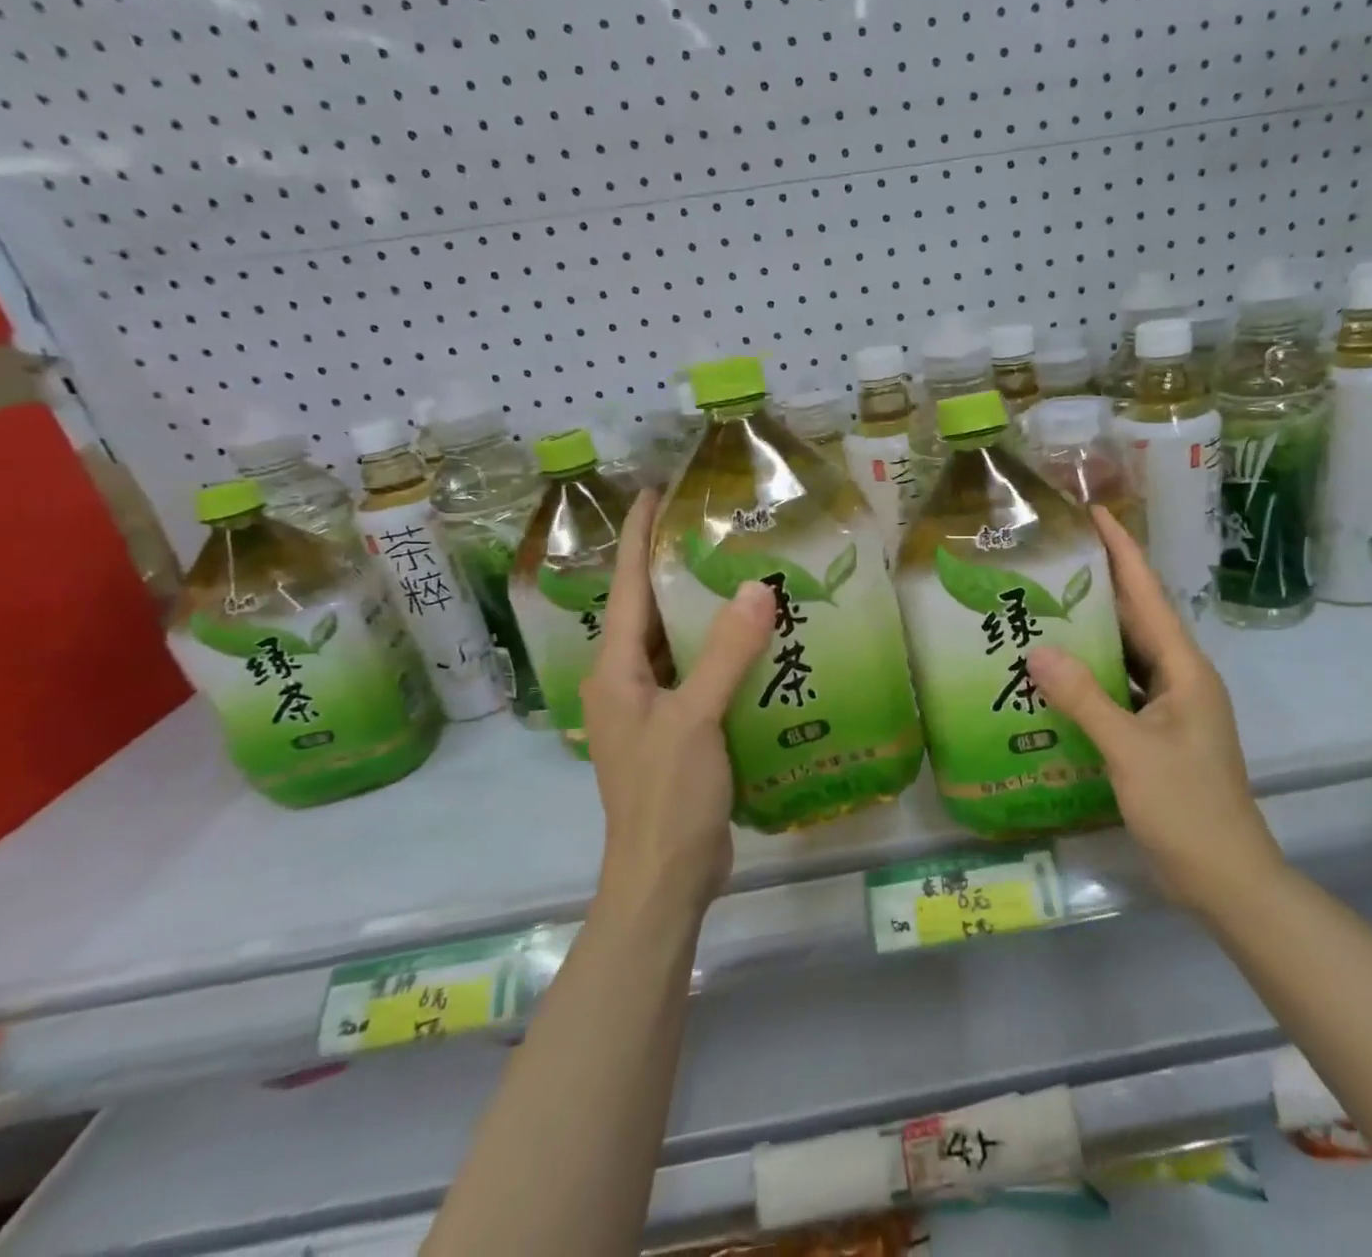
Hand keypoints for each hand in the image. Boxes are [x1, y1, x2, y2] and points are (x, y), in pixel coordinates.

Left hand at [581, 490, 775, 915]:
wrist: (665, 879)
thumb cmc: (667, 796)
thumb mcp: (696, 719)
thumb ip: (726, 653)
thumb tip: (755, 587)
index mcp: (615, 671)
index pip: (625, 587)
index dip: (636, 537)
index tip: (653, 492)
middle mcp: (625, 683)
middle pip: (648, 610)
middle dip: (672, 566)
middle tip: (713, 527)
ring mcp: (651, 709)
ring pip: (674, 643)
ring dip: (700, 610)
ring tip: (739, 571)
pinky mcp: (678, 730)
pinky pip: (696, 673)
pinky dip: (720, 651)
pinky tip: (755, 640)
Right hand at [1027, 507, 1282, 911]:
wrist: (1226, 877)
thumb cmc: (1187, 807)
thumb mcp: (1131, 750)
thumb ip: (1085, 698)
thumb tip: (1037, 650)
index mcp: (1185, 669)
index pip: (1149, 596)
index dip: (1123, 551)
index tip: (1095, 513)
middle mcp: (1180, 678)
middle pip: (1136, 619)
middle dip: (1099, 586)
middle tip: (1051, 560)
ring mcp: (1171, 707)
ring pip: (1127, 655)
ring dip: (1092, 633)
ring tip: (1043, 607)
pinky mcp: (1158, 733)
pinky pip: (1121, 688)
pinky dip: (1092, 676)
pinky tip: (1057, 674)